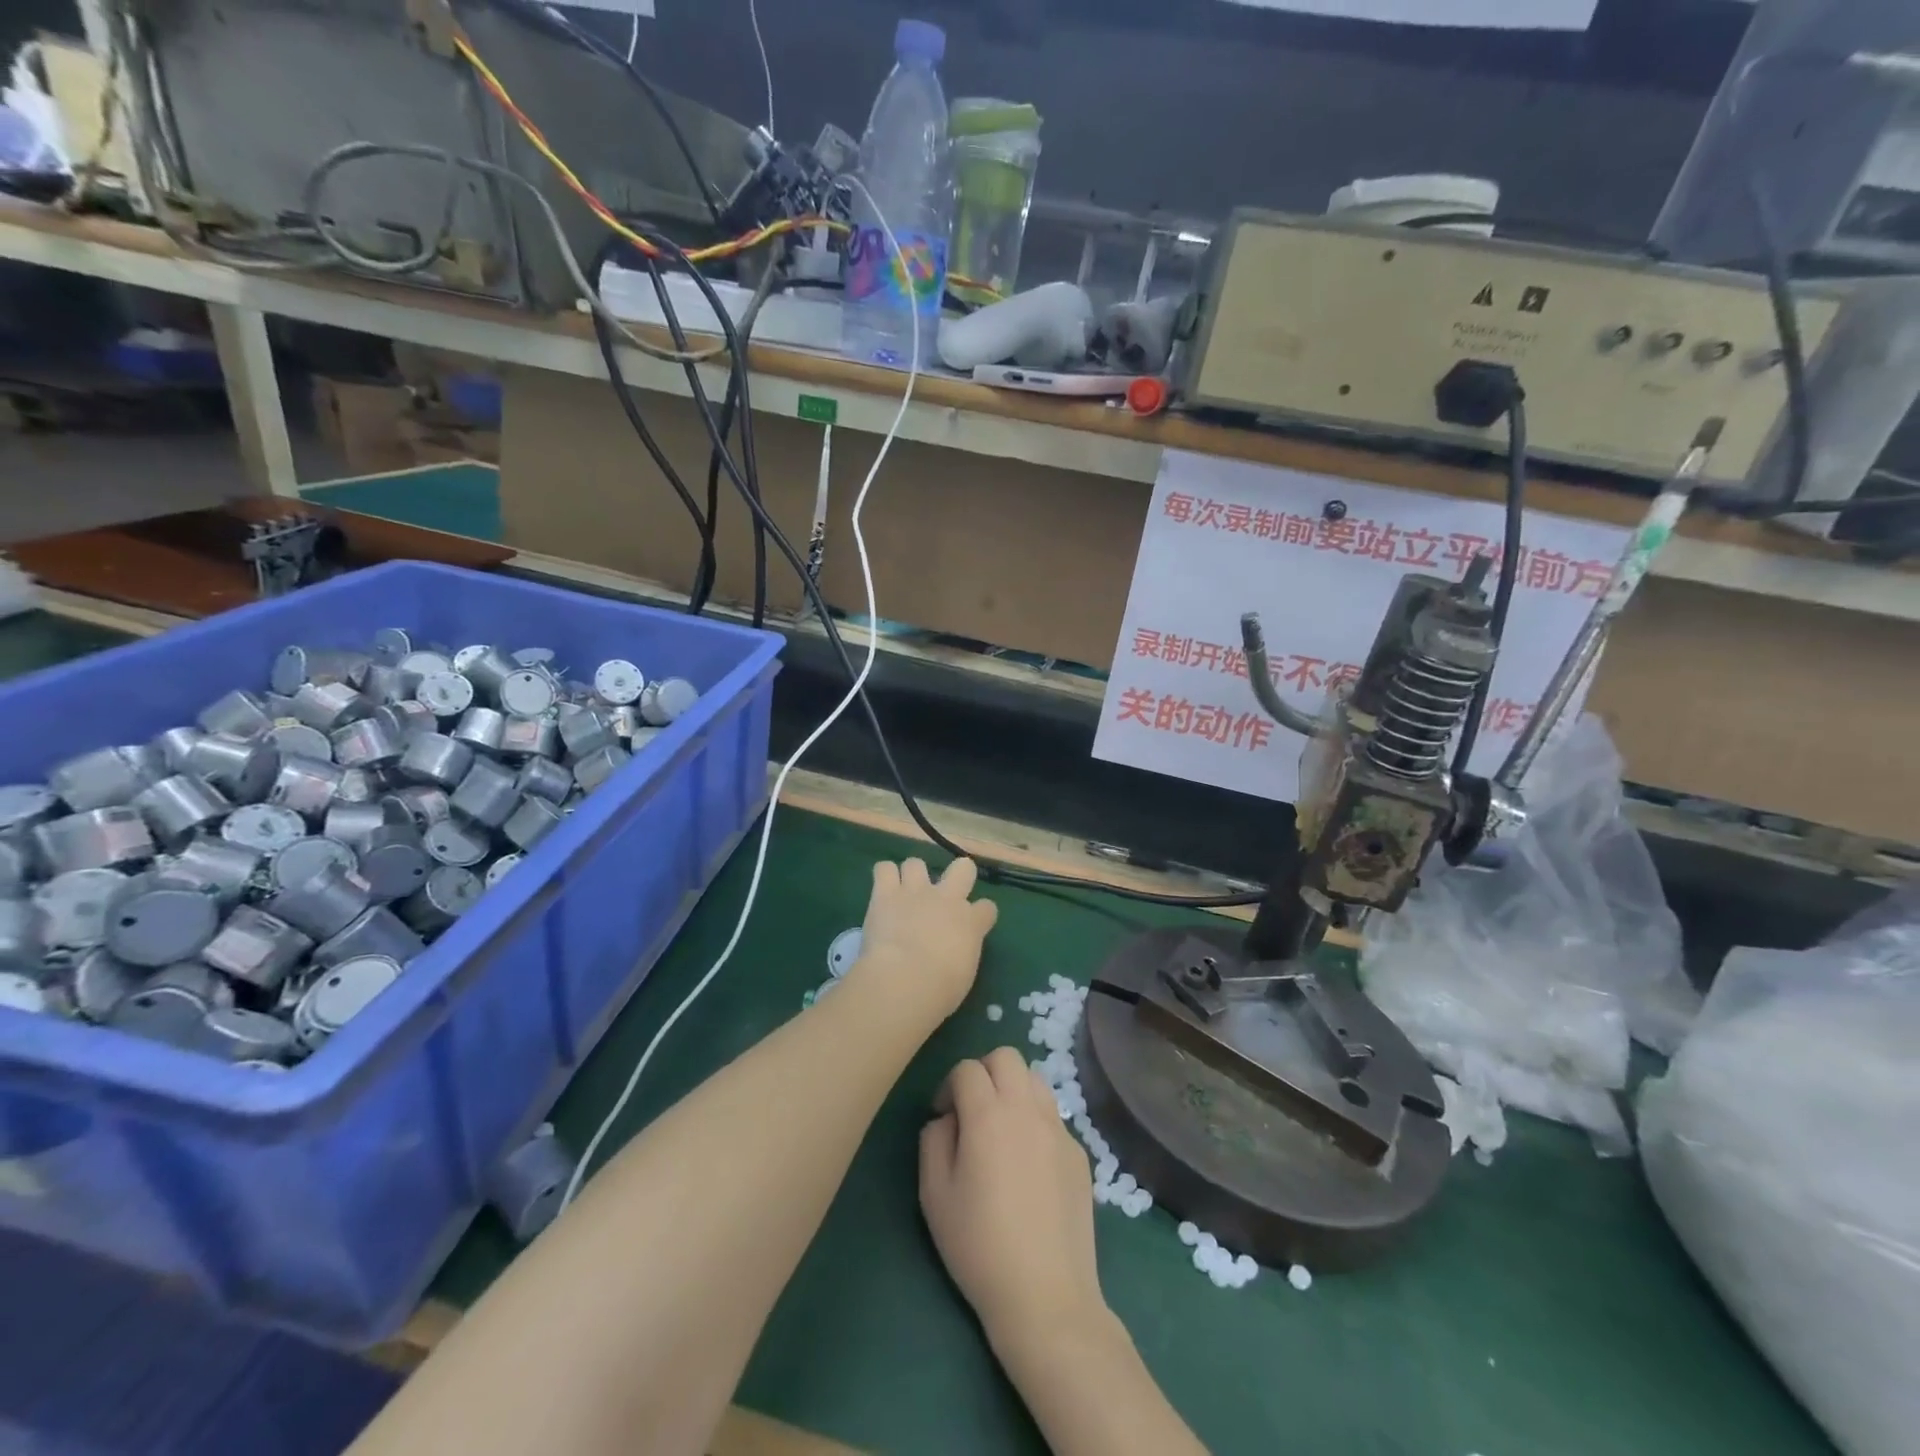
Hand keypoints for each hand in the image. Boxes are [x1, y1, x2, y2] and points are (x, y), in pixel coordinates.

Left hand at [852, 858, 997, 1022]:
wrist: (905, 979)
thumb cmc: (941, 989)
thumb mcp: (964, 974)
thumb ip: (962, 952)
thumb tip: (954, 950)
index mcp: (971, 922)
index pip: (987, 908)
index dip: (980, 914)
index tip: (974, 923)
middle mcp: (947, 898)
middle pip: (963, 867)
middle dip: (958, 874)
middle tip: (944, 893)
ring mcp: (916, 891)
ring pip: (916, 863)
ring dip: (911, 876)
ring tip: (903, 893)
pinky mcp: (886, 893)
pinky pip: (884, 868)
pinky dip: (883, 877)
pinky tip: (882, 891)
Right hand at [919, 1047, 1106, 1345]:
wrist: (1046, 1295)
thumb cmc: (979, 1246)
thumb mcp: (934, 1195)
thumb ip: (933, 1141)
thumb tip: (947, 1118)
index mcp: (988, 1115)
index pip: (967, 1069)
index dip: (948, 1085)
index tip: (943, 1116)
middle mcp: (1027, 1109)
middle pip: (1006, 1057)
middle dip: (983, 1071)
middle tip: (972, 1108)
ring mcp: (1059, 1129)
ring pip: (1035, 1079)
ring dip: (1013, 1088)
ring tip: (1001, 1128)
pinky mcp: (1079, 1153)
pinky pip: (1053, 1116)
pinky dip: (1035, 1120)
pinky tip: (1028, 1163)